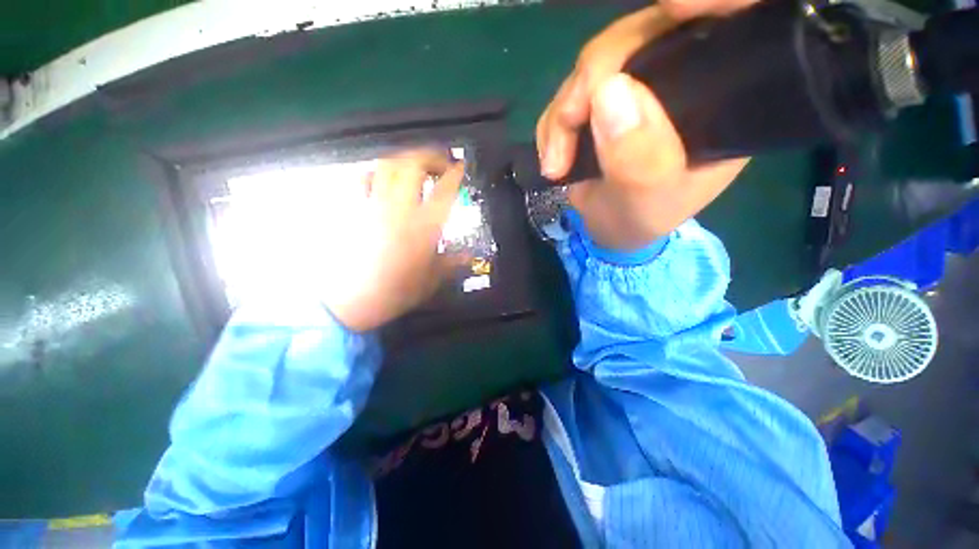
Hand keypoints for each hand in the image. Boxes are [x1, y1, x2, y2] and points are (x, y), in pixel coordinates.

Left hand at [324, 150, 465, 331]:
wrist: (352, 300)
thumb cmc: (397, 291)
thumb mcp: (432, 279)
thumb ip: (451, 263)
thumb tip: (469, 256)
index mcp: (424, 226)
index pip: (444, 191)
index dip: (454, 174)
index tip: (461, 166)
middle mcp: (400, 209)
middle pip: (413, 165)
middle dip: (430, 156)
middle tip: (441, 161)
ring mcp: (375, 206)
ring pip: (387, 166)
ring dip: (405, 158)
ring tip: (416, 165)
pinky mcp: (357, 210)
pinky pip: (365, 179)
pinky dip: (379, 172)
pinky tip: (386, 179)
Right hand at [536, 0, 755, 251]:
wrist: (608, 227)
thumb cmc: (640, 220)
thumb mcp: (646, 202)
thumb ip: (639, 159)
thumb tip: (608, 91)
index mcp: (722, 99)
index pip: (733, 23)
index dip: (708, 4)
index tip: (673, 9)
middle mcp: (685, 77)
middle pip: (645, 35)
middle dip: (594, 77)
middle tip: (566, 129)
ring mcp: (641, 83)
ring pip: (599, 60)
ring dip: (564, 110)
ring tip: (555, 162)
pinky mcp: (605, 96)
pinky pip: (572, 88)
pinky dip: (554, 120)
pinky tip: (553, 153)